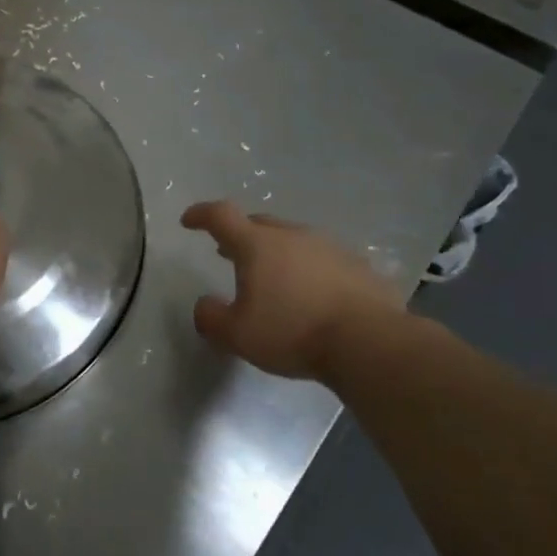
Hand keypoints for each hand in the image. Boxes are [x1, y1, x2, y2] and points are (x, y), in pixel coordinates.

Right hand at [182, 200, 405, 380]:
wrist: (368, 341)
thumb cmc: (293, 332)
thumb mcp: (237, 335)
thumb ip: (212, 318)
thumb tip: (204, 305)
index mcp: (257, 245)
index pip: (221, 216)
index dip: (201, 214)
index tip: (188, 221)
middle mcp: (292, 236)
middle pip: (259, 224)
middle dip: (240, 235)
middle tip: (228, 253)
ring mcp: (329, 247)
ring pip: (293, 240)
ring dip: (276, 252)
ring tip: (271, 276)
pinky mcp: (357, 265)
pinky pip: (322, 259)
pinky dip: (308, 269)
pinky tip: (311, 293)